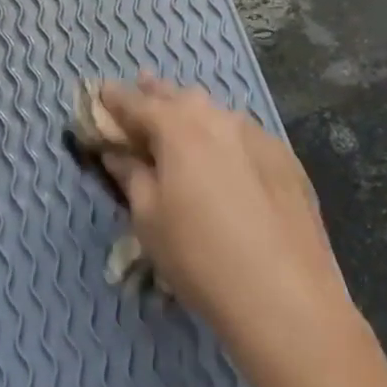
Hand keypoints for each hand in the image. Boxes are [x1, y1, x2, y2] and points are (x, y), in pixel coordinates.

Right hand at [97, 79, 351, 358]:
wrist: (284, 296)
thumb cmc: (199, 257)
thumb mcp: (149, 219)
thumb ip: (132, 176)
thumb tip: (118, 153)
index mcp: (179, 128)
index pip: (137, 104)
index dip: (115, 98)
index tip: (100, 92)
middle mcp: (220, 119)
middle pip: (180, 98)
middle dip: (156, 94)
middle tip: (141, 90)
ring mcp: (259, 137)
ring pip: (216, 114)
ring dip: (193, 114)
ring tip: (180, 119)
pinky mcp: (286, 160)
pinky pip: (244, 135)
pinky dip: (224, 136)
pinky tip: (224, 155)